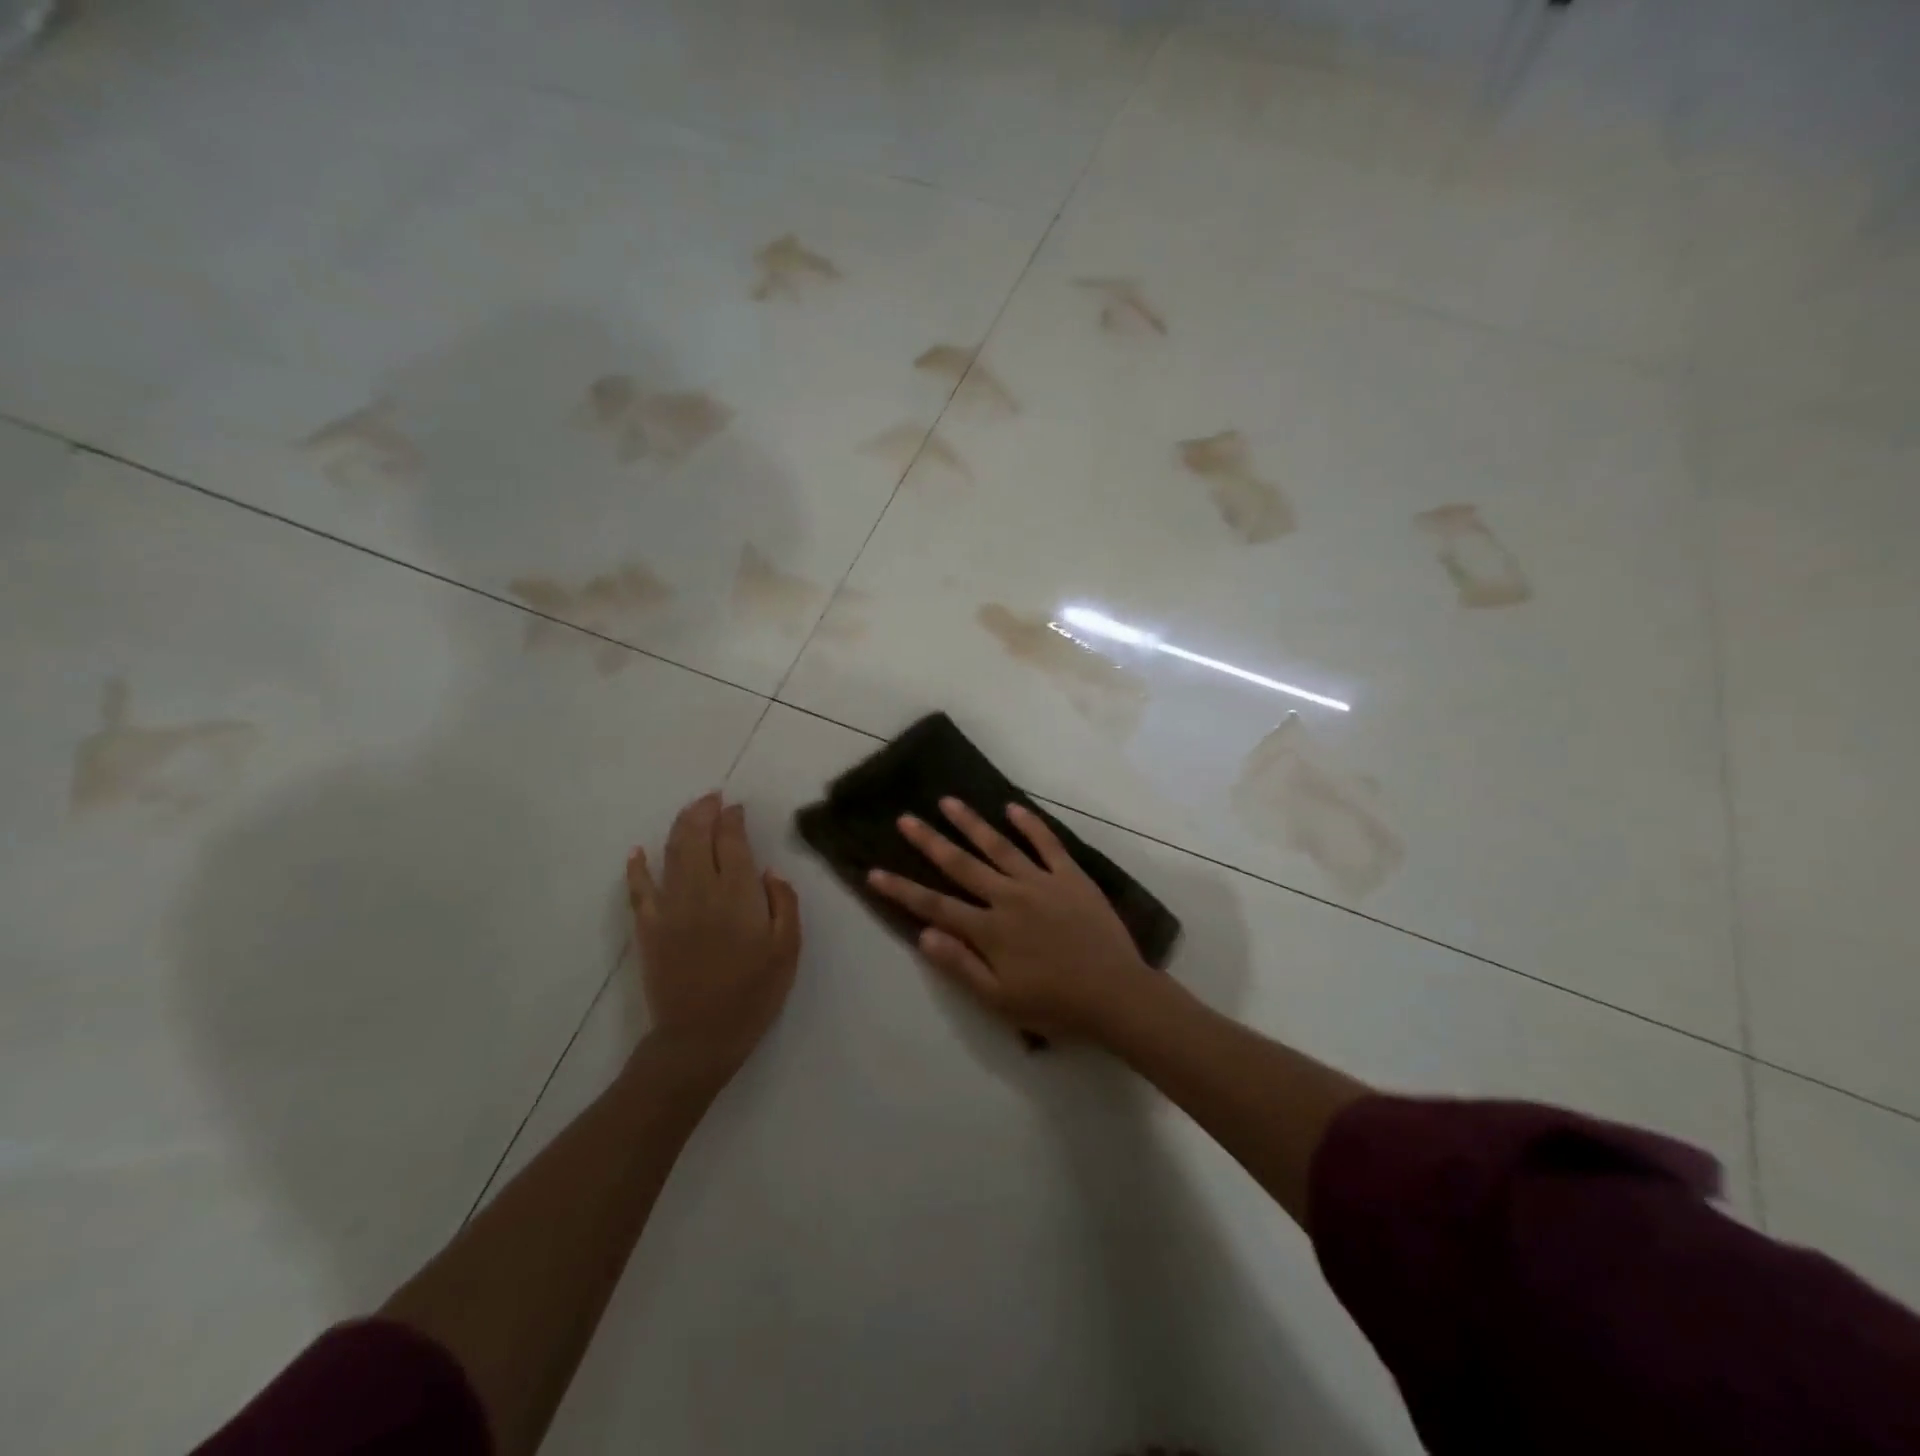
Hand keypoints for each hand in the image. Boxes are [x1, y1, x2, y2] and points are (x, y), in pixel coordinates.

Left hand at [627, 792, 800, 1081]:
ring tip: (691, 812)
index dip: (733, 819)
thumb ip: (784, 903)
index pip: (732, 840)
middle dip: (704, 811)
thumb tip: (770, 872)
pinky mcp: (648, 927)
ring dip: (680, 826)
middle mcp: (701, 890)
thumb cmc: (753, 993)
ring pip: (671, 853)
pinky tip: (637, 852)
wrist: (700, 1037)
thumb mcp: (788, 949)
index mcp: (738, 893)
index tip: (737, 808)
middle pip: (697, 836)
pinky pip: (638, 889)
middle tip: (713, 798)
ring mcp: (669, 907)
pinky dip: (637, 867)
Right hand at [867, 798, 1154, 1042]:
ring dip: (971, 823)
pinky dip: (1030, 824)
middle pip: (961, 865)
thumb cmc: (1055, 1004)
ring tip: (948, 801)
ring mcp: (1041, 882)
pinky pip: (1047, 844)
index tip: (874, 872)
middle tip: (905, 819)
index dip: (902, 889)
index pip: (935, 906)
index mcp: (989, 930)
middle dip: (930, 842)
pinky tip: (1012, 808)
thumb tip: (923, 935)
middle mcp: (1009, 897)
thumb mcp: (1000, 1000)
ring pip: (999, 845)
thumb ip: (960, 966)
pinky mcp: (1070, 876)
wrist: (1116, 995)